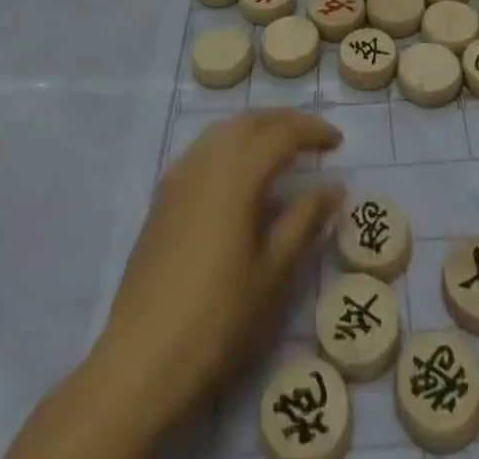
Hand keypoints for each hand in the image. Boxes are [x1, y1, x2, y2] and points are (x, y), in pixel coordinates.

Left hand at [9, 111, 342, 458]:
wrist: (140, 358)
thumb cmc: (217, 317)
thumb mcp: (273, 273)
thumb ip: (304, 221)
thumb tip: (333, 186)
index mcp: (238, 172)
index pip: (282, 132)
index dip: (313, 132)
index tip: (338, 142)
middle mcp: (207, 159)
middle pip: (251, 120)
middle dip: (285, 122)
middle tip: (314, 138)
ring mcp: (180, 174)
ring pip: (225, 130)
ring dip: (257, 128)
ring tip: (282, 149)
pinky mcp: (163, 195)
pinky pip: (204, 149)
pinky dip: (231, 144)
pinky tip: (239, 172)